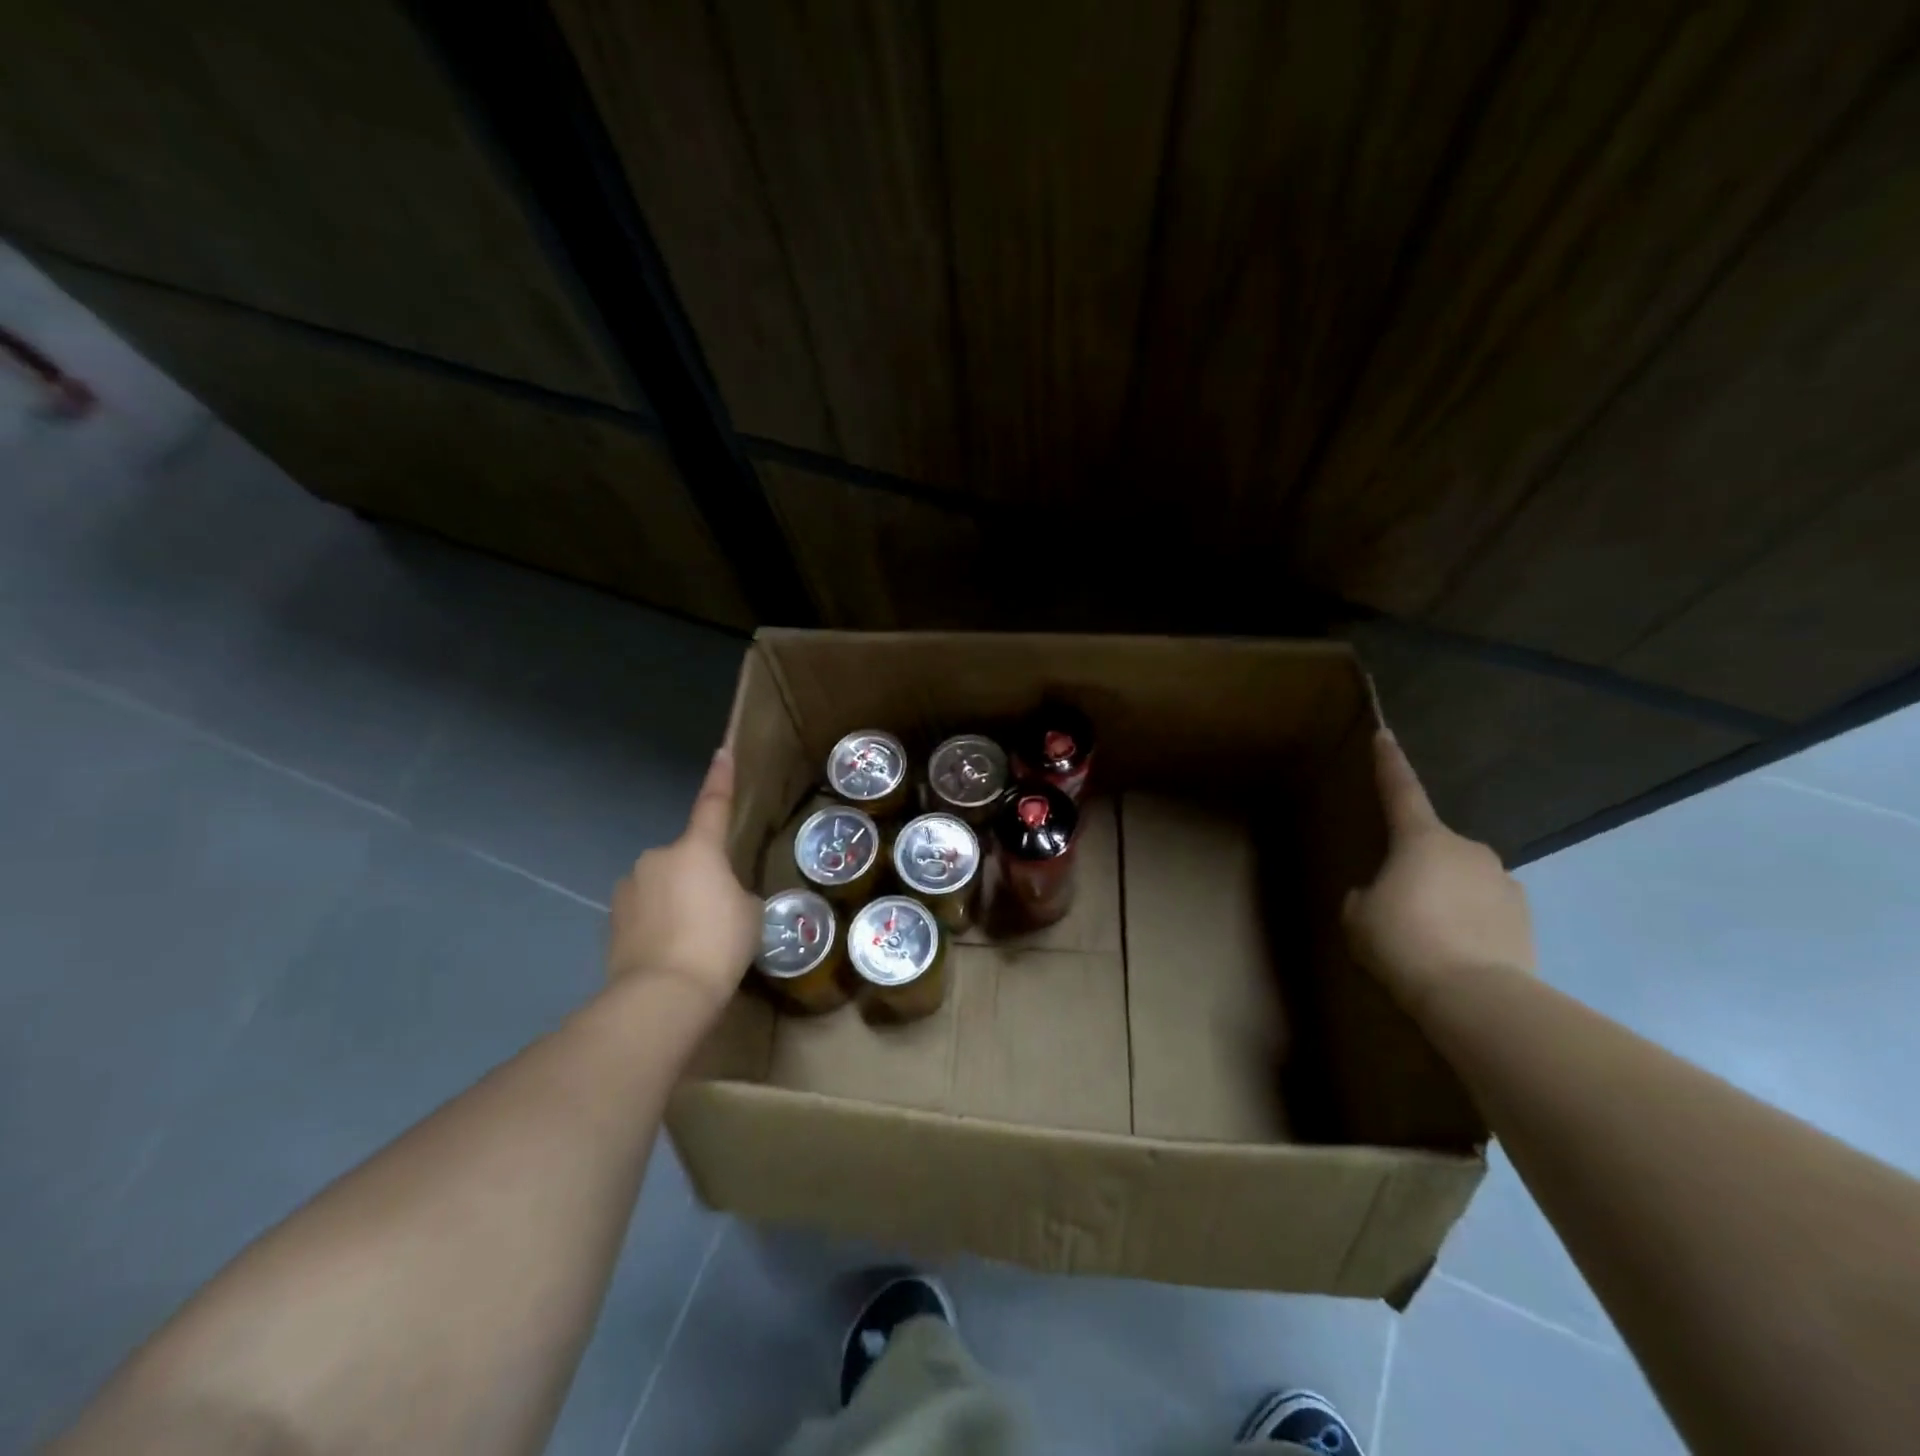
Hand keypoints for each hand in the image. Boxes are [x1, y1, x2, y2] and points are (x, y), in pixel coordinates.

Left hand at [607, 746, 760, 1014]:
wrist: (662, 995)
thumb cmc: (718, 945)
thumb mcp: (750, 915)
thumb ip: (736, 894)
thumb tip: (721, 898)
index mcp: (697, 849)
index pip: (713, 804)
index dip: (721, 778)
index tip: (723, 751)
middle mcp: (658, 858)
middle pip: (687, 858)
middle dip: (700, 877)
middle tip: (718, 914)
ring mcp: (629, 888)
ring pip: (663, 885)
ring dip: (676, 901)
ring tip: (692, 941)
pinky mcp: (612, 919)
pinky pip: (645, 911)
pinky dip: (657, 923)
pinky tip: (669, 953)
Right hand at [1342, 730, 1536, 1014]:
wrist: (1474, 996)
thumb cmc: (1403, 942)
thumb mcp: (1358, 917)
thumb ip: (1365, 897)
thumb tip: (1381, 896)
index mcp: (1422, 840)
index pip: (1401, 791)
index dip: (1389, 763)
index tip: (1385, 735)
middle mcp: (1469, 850)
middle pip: (1434, 849)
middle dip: (1419, 870)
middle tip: (1399, 907)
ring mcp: (1504, 883)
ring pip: (1463, 882)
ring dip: (1446, 900)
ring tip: (1429, 941)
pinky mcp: (1526, 919)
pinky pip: (1486, 912)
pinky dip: (1470, 925)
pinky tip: (1456, 956)